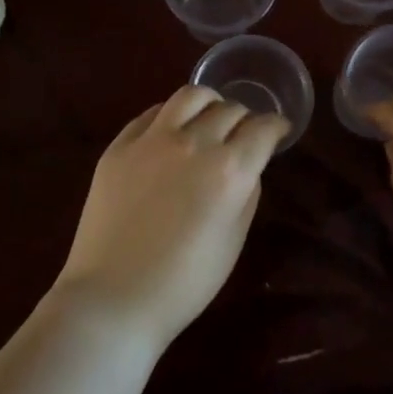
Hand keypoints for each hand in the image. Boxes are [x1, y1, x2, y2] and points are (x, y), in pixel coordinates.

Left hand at [55, 87, 287, 346]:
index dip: (276, 126)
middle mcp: (193, 143)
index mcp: (228, 170)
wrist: (114, 298)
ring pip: (190, 95)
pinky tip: (173, 129)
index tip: (279, 130)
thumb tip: (247, 165)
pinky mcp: (119, 145)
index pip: (262, 129)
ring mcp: (151, 140)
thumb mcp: (233, 241)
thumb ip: (247, 194)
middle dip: (245, 117)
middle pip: (229, 109)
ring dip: (210, 101)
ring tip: (210, 115)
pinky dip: (171, 115)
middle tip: (245, 132)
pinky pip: (151, 113)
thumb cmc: (184, 283)